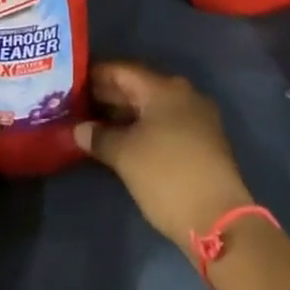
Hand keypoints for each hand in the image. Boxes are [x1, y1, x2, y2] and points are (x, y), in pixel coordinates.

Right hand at [74, 61, 253, 255]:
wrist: (219, 220)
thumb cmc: (167, 176)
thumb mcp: (125, 155)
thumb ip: (99, 137)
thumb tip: (79, 130)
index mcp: (164, 88)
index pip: (121, 70)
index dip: (94, 75)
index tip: (70, 83)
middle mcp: (182, 94)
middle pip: (137, 87)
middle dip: (107, 96)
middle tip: (77, 106)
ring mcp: (196, 118)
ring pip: (151, 107)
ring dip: (124, 115)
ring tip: (93, 125)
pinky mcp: (202, 141)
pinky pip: (164, 123)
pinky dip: (142, 128)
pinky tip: (122, 141)